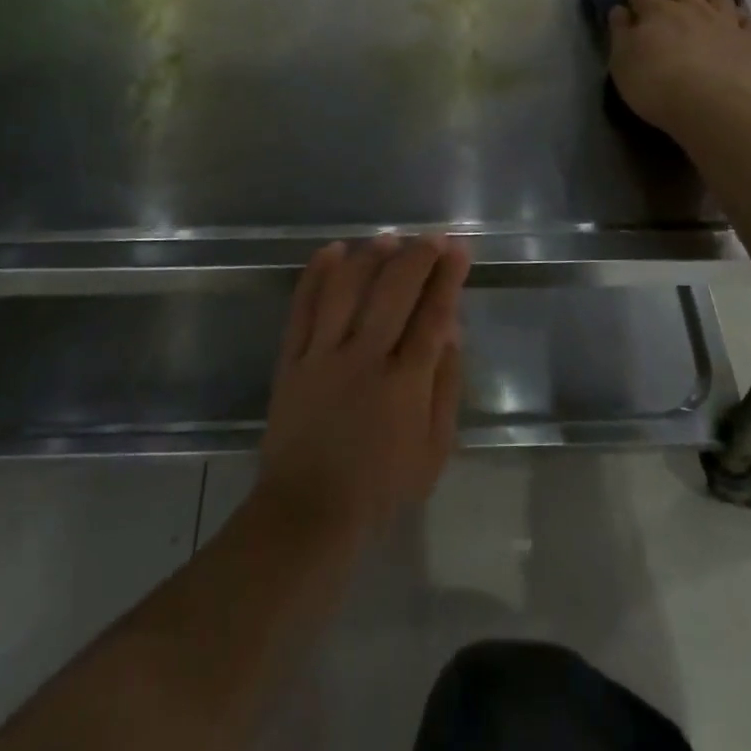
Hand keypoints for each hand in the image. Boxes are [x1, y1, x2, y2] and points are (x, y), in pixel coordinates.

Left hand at [255, 236, 468, 549]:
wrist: (309, 512)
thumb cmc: (380, 486)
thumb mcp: (434, 450)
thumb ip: (445, 387)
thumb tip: (451, 332)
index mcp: (404, 384)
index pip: (432, 315)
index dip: (447, 278)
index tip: (458, 250)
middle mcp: (364, 359)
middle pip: (393, 292)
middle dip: (416, 257)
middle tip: (430, 238)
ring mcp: (322, 356)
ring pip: (347, 290)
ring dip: (369, 257)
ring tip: (387, 239)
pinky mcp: (291, 360)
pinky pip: (302, 308)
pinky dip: (317, 275)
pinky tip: (332, 251)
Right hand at [608, 0, 750, 138]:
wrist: (712, 106)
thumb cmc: (657, 86)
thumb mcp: (623, 62)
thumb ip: (620, 33)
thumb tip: (619, 9)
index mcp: (656, 14)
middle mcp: (691, 9)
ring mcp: (724, 22)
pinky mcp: (749, 41)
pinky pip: (747, 19)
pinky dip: (742, 12)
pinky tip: (741, 11)